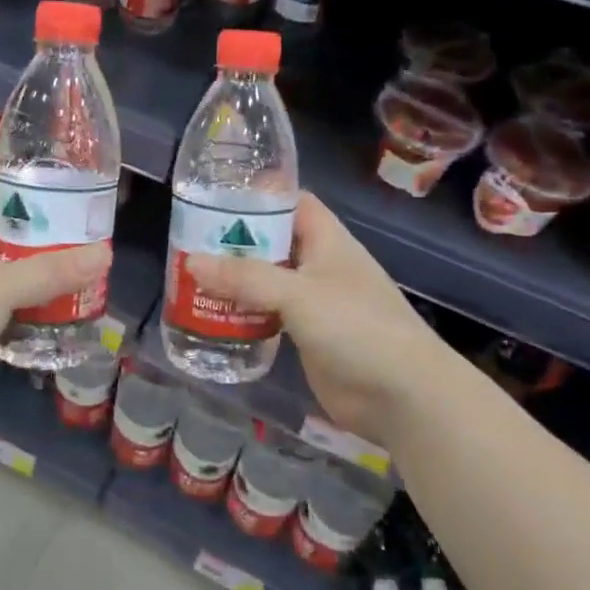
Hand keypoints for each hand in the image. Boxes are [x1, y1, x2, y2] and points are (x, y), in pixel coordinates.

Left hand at [0, 185, 111, 435]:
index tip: (60, 195)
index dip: (19, 193)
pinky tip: (56, 330)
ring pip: (3, 288)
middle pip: (1, 245)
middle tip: (83, 246)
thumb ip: (50, 272)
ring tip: (80, 287)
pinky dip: (23, 328)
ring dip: (34, 291)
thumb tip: (105, 254)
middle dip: (39, 247)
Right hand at [187, 194, 439, 444]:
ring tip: (189, 274)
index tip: (215, 193)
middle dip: (234, 240)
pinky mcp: (306, 335)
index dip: (258, 194)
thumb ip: (244, 278)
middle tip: (187, 238)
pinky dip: (243, 312)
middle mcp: (319, 264)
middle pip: (271, 241)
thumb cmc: (356, 327)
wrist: (403, 396)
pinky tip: (211, 315)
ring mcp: (313, 302)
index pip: (291, 201)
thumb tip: (191, 262)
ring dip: (234, 279)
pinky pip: (268, 314)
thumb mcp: (297, 294)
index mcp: (326, 239)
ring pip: (266, 279)